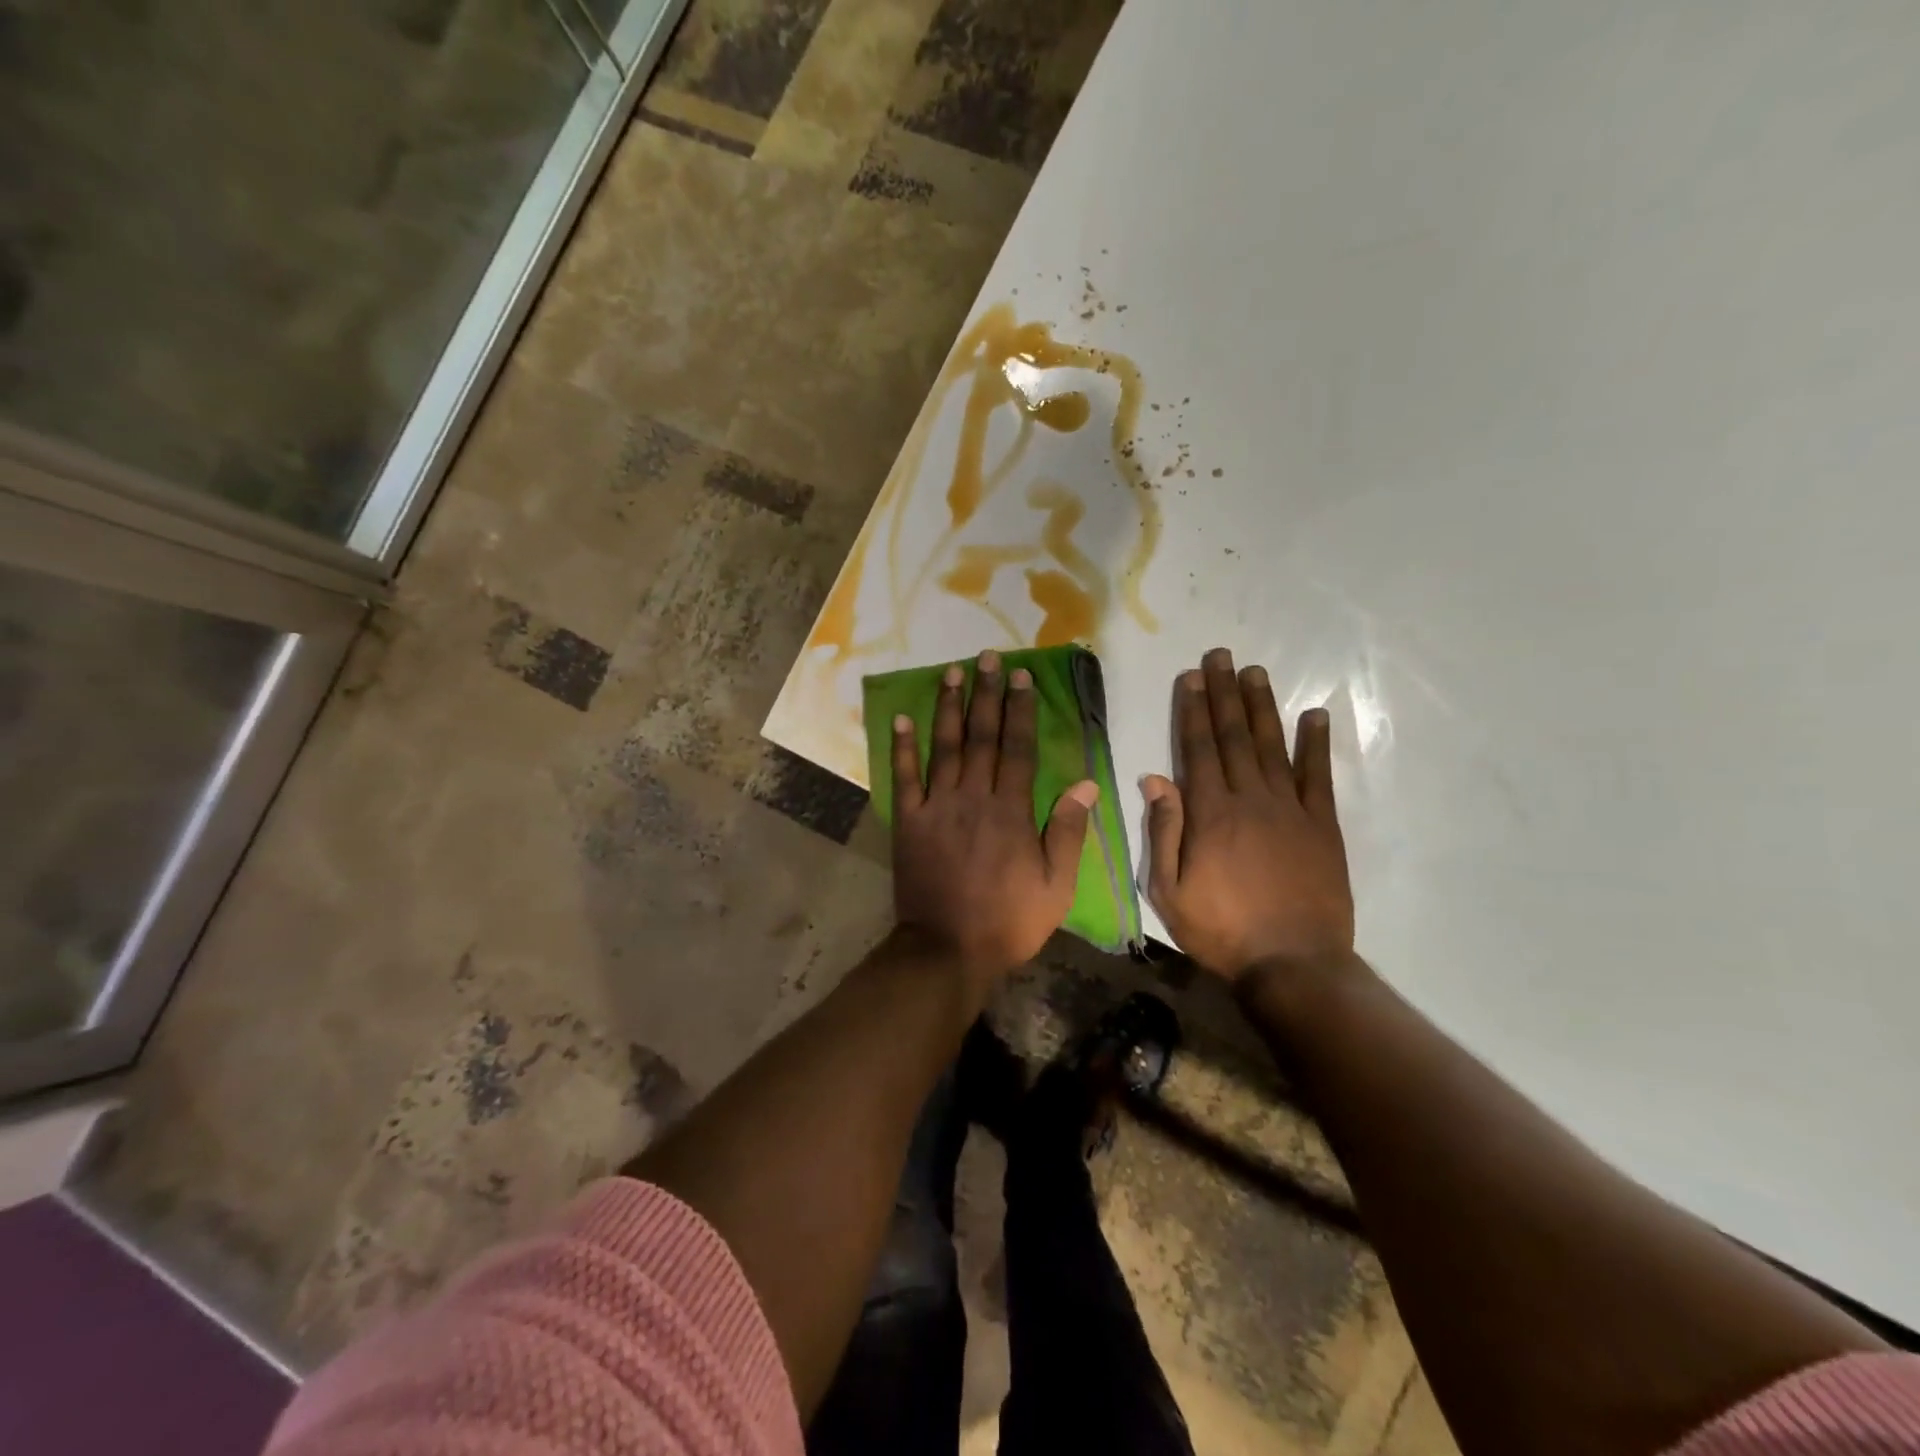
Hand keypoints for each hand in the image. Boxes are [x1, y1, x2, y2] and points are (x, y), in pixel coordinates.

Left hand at [892, 650, 1098, 984]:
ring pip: (944, 747)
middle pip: (981, 736)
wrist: (947, 949)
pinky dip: (902, 748)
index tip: (1021, 678)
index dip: (1020, 710)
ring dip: (948, 707)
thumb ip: (1068, 831)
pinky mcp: (909, 822)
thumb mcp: (1056, 885)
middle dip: (986, 694)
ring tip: (951, 673)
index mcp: (1011, 810)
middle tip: (986, 658)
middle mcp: (973, 797)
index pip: (1018, 747)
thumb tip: (1086, 783)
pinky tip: (902, 718)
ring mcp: (937, 807)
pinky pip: (905, 777)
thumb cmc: (1008, 921)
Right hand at [1142, 648, 1352, 983]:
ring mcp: (1290, 809)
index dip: (1192, 710)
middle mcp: (1249, 799)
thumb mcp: (1169, 889)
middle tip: (1222, 656)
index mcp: (1210, 814)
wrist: (1293, 964)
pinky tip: (1314, 715)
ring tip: (1256, 672)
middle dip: (1225, 694)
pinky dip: (1316, 744)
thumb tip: (1154, 778)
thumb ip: (1163, 831)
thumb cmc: (1220, 930)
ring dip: (1262, 707)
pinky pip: (1319, 776)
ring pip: (1273, 746)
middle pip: (1234, 737)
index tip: (1191, 677)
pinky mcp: (1322, 826)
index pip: (1197, 749)